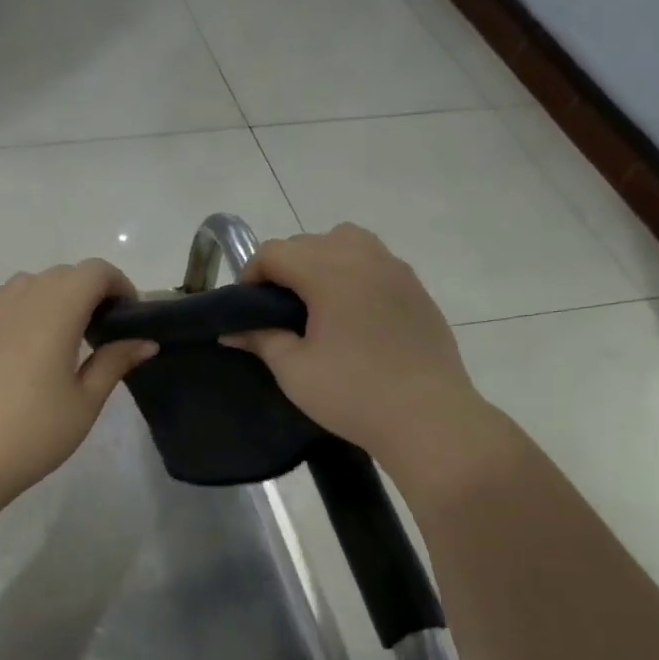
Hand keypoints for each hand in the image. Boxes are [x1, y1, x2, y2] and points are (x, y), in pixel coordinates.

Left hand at [0, 261, 156, 502]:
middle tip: (100, 333)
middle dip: (88, 292)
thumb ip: (115, 362)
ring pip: (28, 284)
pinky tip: (19, 341)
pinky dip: (17, 309)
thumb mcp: (85, 401)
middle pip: (62, 275)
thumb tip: (145, 341)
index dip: (118, 284)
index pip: (94, 272)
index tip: (127, 316)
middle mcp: (21, 300)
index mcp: (56, 312)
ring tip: (60, 337)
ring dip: (52, 298)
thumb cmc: (35, 433)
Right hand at [223, 225, 493, 462]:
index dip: (251, 274)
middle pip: (309, 241)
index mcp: (329, 273)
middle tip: (276, 309)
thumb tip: (231, 331)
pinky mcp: (416, 288)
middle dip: (284, 266)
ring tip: (316, 301)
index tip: (247, 308)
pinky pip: (375, 261)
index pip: (275, 252)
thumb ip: (261, 340)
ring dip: (321, 259)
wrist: (428, 417)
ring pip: (347, 241)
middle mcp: (364, 258)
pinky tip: (351, 313)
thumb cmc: (352, 394)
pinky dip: (353, 271)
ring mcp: (396, 270)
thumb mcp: (294, 370)